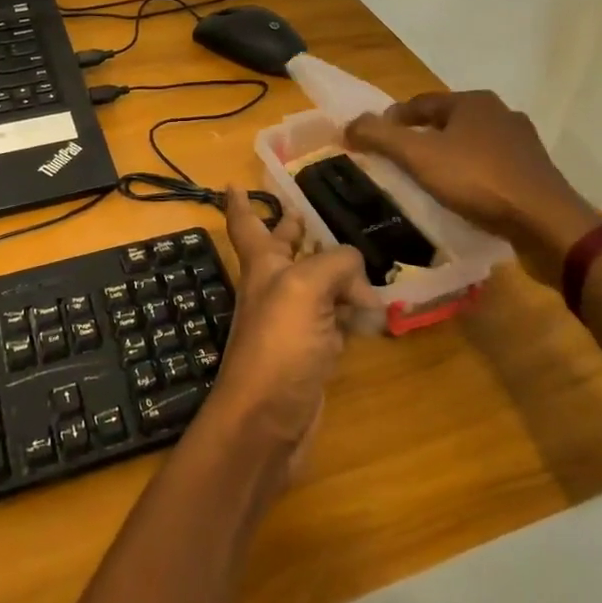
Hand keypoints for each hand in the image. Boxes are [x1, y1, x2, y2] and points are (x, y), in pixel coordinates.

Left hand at [204, 189, 377, 473]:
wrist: (266, 421)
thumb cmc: (278, 345)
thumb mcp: (305, 288)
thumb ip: (336, 265)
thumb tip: (360, 282)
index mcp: (262, 265)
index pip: (246, 224)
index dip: (239, 203)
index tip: (231, 181)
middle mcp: (274, 289)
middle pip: (284, 250)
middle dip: (291, 230)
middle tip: (304, 210)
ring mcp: (293, 323)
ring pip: (315, 286)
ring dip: (332, 271)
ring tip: (358, 257)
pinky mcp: (312, 354)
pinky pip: (334, 321)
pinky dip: (351, 311)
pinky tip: (371, 308)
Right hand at [345, 91, 601, 287]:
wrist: (546, 223)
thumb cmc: (477, 180)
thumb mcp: (418, 156)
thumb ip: (380, 137)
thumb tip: (348, 124)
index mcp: (472, 101)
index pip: (419, 103)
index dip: (392, 120)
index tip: (373, 141)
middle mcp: (500, 113)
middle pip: (446, 122)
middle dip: (420, 138)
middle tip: (398, 162)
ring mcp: (522, 143)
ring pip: (470, 144)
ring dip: (447, 157)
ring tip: (427, 181)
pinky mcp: (534, 173)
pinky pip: (491, 167)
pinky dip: (471, 176)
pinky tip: (463, 196)